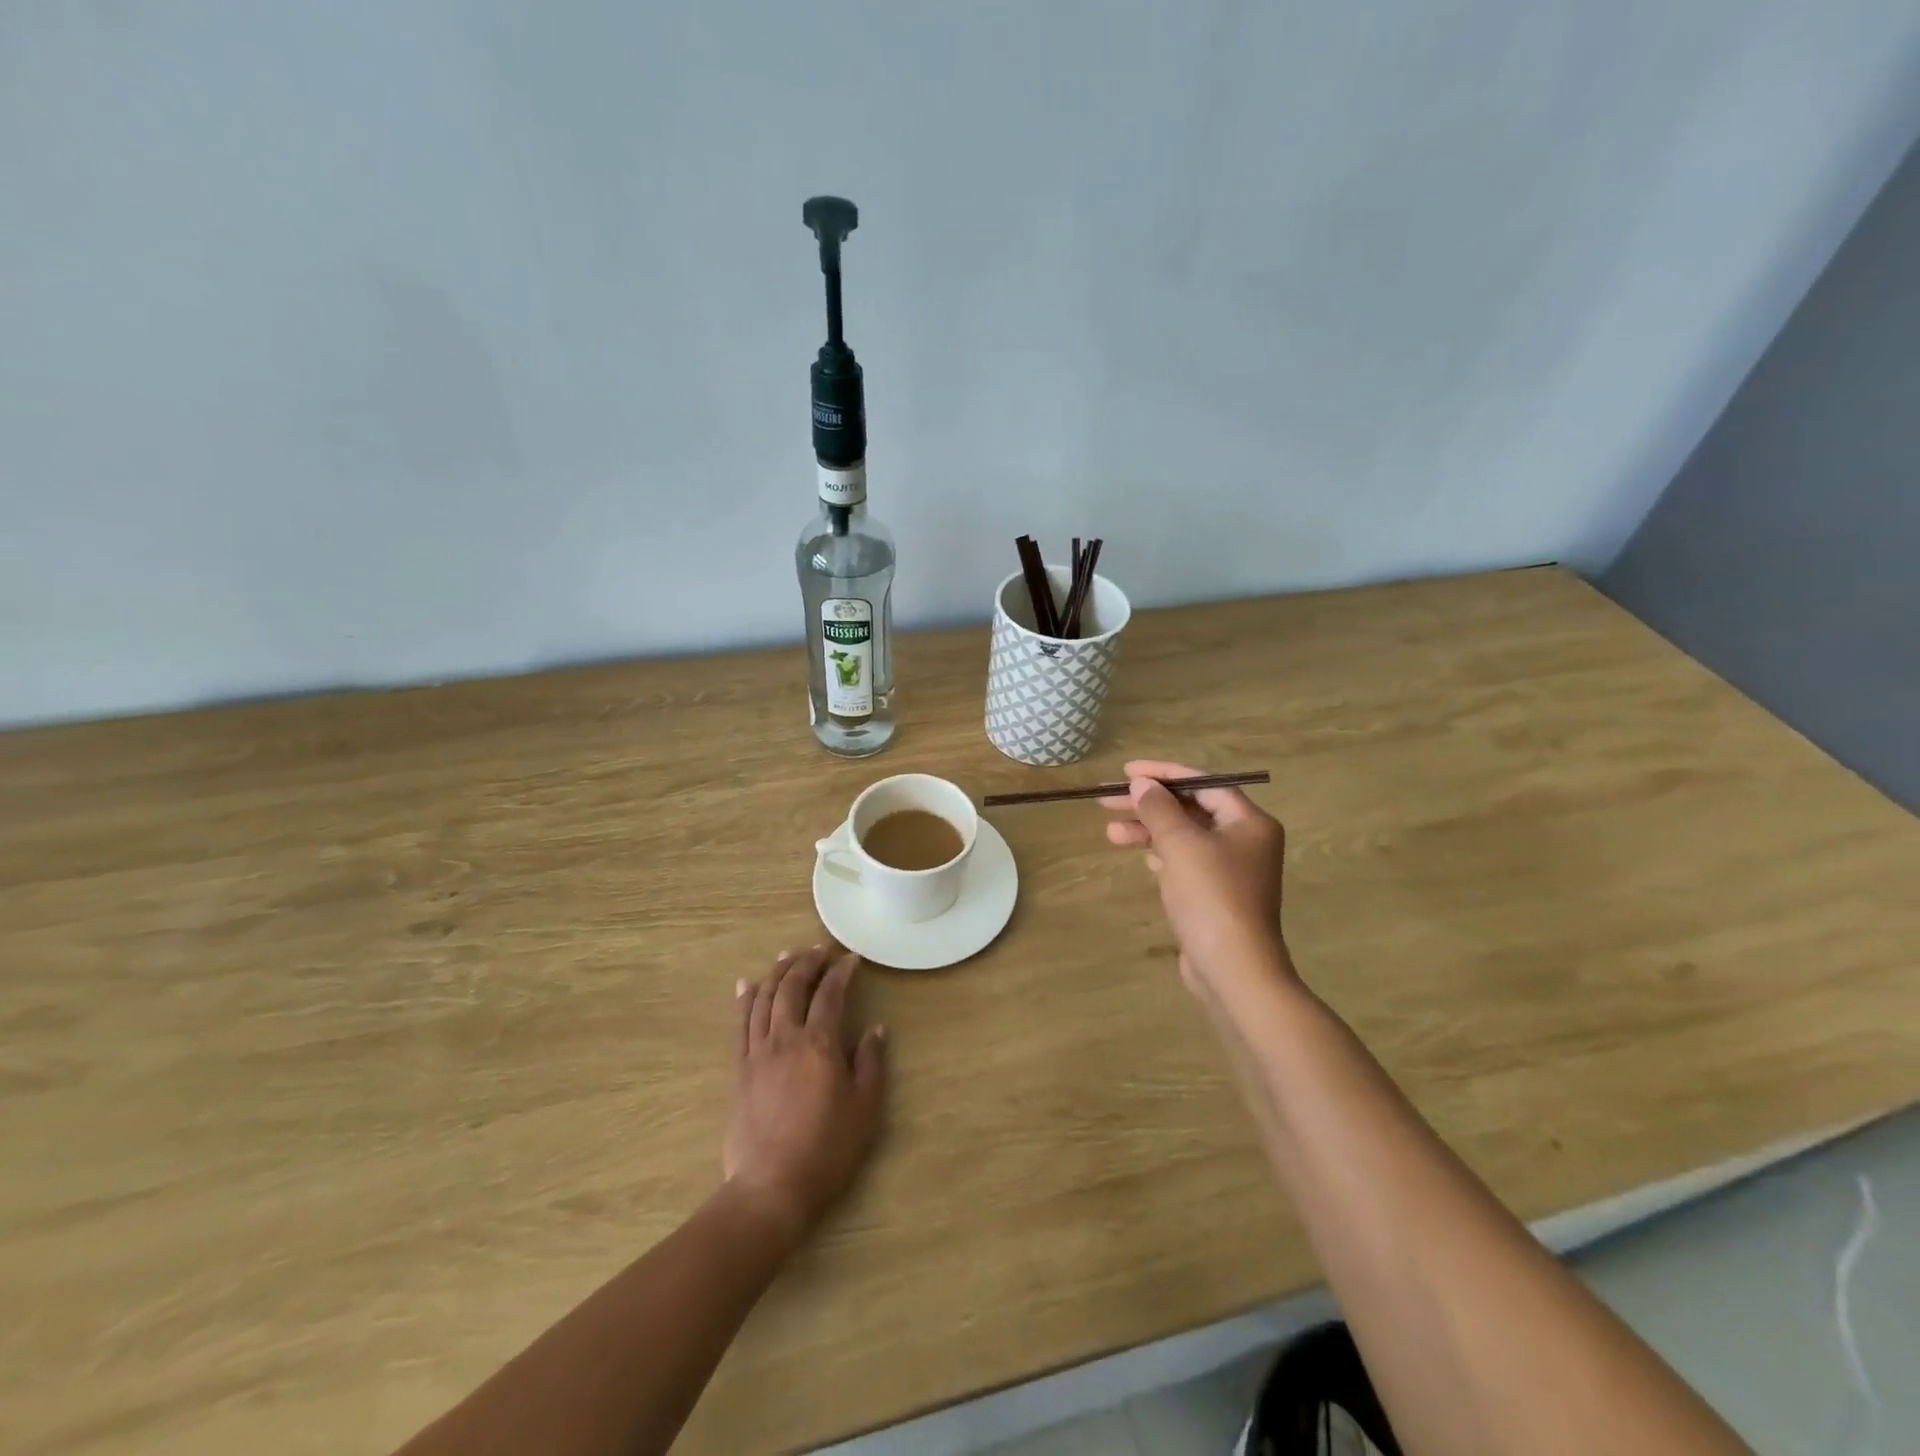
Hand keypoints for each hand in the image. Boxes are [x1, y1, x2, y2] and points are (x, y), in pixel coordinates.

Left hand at [724, 948, 886, 1242]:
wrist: (770, 1188)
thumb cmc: (826, 1150)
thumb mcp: (865, 1109)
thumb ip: (871, 1063)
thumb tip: (877, 1029)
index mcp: (819, 1044)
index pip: (830, 994)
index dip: (841, 972)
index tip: (850, 959)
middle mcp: (785, 1038)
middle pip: (793, 987)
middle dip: (807, 962)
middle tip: (820, 949)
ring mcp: (758, 1053)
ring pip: (764, 998)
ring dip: (777, 972)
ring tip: (788, 955)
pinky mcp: (739, 1070)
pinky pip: (739, 1024)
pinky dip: (744, 999)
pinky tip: (747, 985)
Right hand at [1102, 759, 1292, 989]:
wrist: (1234, 969)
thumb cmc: (1211, 897)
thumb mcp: (1180, 844)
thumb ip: (1159, 809)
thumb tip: (1141, 785)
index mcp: (1248, 822)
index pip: (1203, 783)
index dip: (1163, 773)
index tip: (1126, 772)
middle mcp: (1245, 841)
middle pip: (1190, 809)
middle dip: (1149, 804)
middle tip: (1106, 801)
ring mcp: (1232, 870)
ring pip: (1184, 837)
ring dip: (1148, 830)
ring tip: (1111, 834)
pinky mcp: (1217, 895)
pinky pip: (1185, 861)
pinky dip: (1161, 853)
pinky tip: (1139, 854)